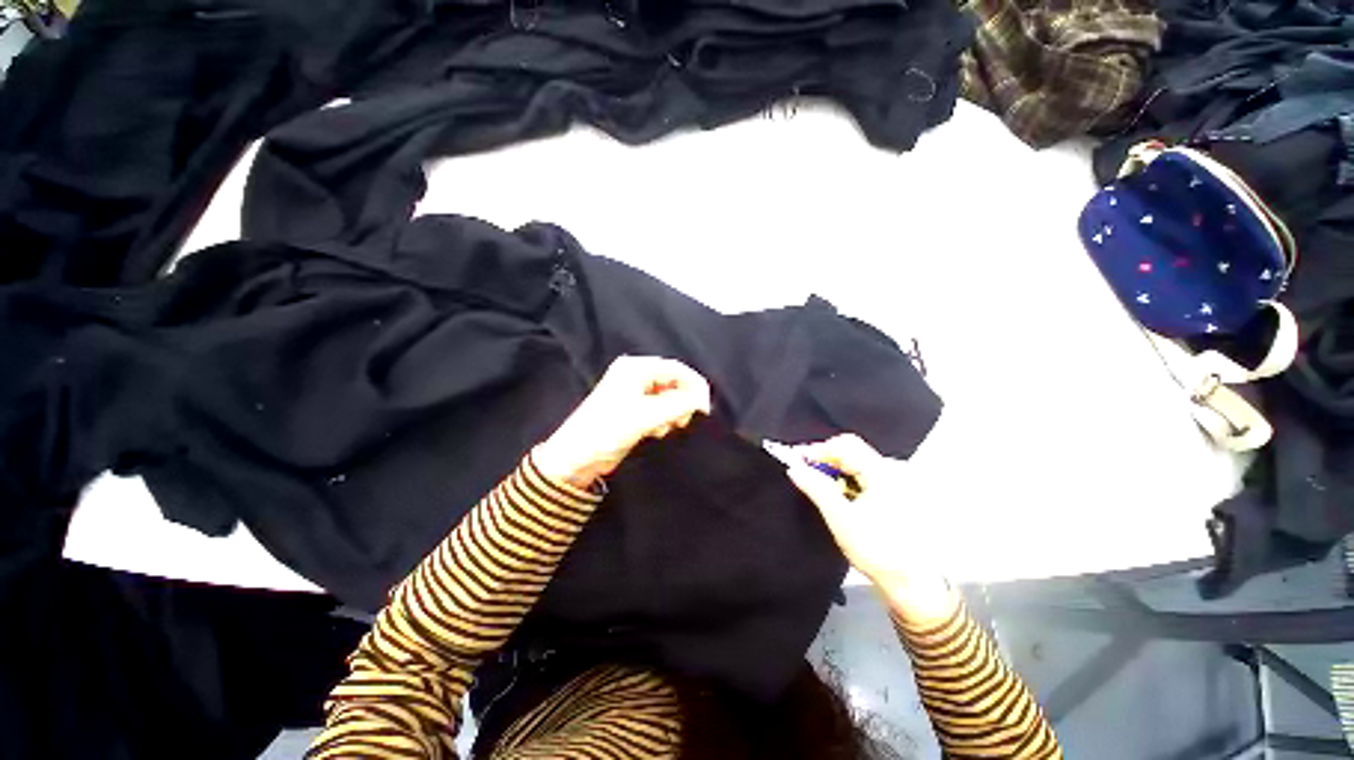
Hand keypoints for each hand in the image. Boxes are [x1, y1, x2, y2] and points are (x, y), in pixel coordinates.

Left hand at [535, 356, 711, 488]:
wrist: (576, 457)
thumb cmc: (608, 430)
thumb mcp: (646, 416)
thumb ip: (678, 405)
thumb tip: (702, 401)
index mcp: (635, 368)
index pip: (675, 369)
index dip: (694, 386)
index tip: (704, 409)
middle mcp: (635, 374)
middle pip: (673, 381)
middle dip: (682, 401)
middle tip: (682, 422)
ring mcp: (634, 391)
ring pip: (668, 396)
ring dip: (672, 412)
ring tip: (664, 429)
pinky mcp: (633, 407)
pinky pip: (659, 407)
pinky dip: (663, 418)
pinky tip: (656, 431)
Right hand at [782, 434, 957, 623]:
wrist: (913, 584)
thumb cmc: (879, 553)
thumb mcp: (841, 519)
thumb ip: (816, 488)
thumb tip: (795, 468)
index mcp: (884, 473)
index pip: (844, 445)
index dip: (817, 450)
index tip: (796, 460)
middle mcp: (893, 472)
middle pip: (851, 451)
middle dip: (825, 460)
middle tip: (804, 472)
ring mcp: (897, 483)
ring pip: (856, 463)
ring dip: (835, 471)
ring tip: (819, 486)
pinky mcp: (896, 494)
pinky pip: (865, 475)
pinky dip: (847, 480)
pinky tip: (839, 495)